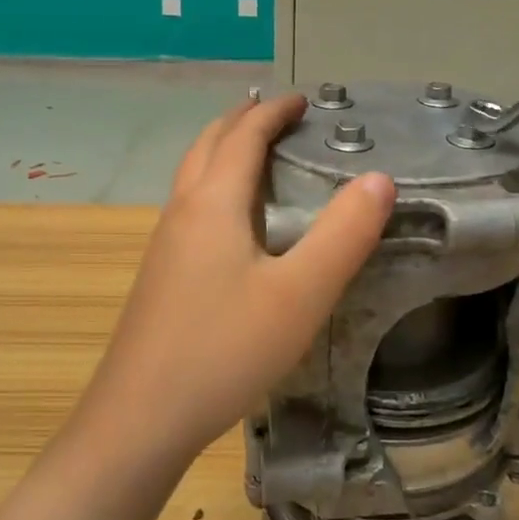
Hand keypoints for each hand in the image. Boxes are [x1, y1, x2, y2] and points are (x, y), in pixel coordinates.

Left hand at [82, 92, 395, 457]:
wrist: (139, 420)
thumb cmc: (224, 350)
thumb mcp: (300, 295)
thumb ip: (344, 235)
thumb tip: (379, 178)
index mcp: (214, 203)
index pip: (244, 136)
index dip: (274, 111)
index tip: (303, 99)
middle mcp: (184, 211)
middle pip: (209, 144)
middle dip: (243, 120)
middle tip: (278, 114)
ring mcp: (165, 244)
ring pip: (193, 173)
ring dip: (224, 149)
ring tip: (255, 152)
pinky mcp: (161, 275)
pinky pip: (190, 204)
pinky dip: (215, 182)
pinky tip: (231, 220)